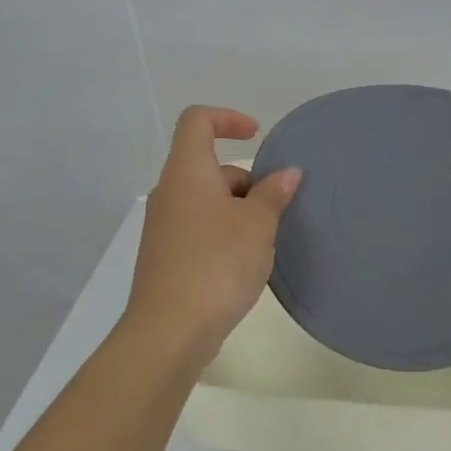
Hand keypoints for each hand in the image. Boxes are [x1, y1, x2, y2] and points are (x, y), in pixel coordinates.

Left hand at [124, 106, 301, 370]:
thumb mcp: (257, 225)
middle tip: (274, 208)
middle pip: (208, 166)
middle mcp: (169, 193)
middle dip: (246, 179)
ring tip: (266, 240)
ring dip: (238, 210)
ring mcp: (164, 227)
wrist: (169, 332)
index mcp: (187, 172)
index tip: (257, 136)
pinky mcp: (166, 257)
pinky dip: (225, 232)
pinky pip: (200, 228)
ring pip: (206, 200)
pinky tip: (245, 263)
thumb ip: (273, 193)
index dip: (228, 118)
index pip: (197, 121)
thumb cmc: (217, 264)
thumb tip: (286, 173)